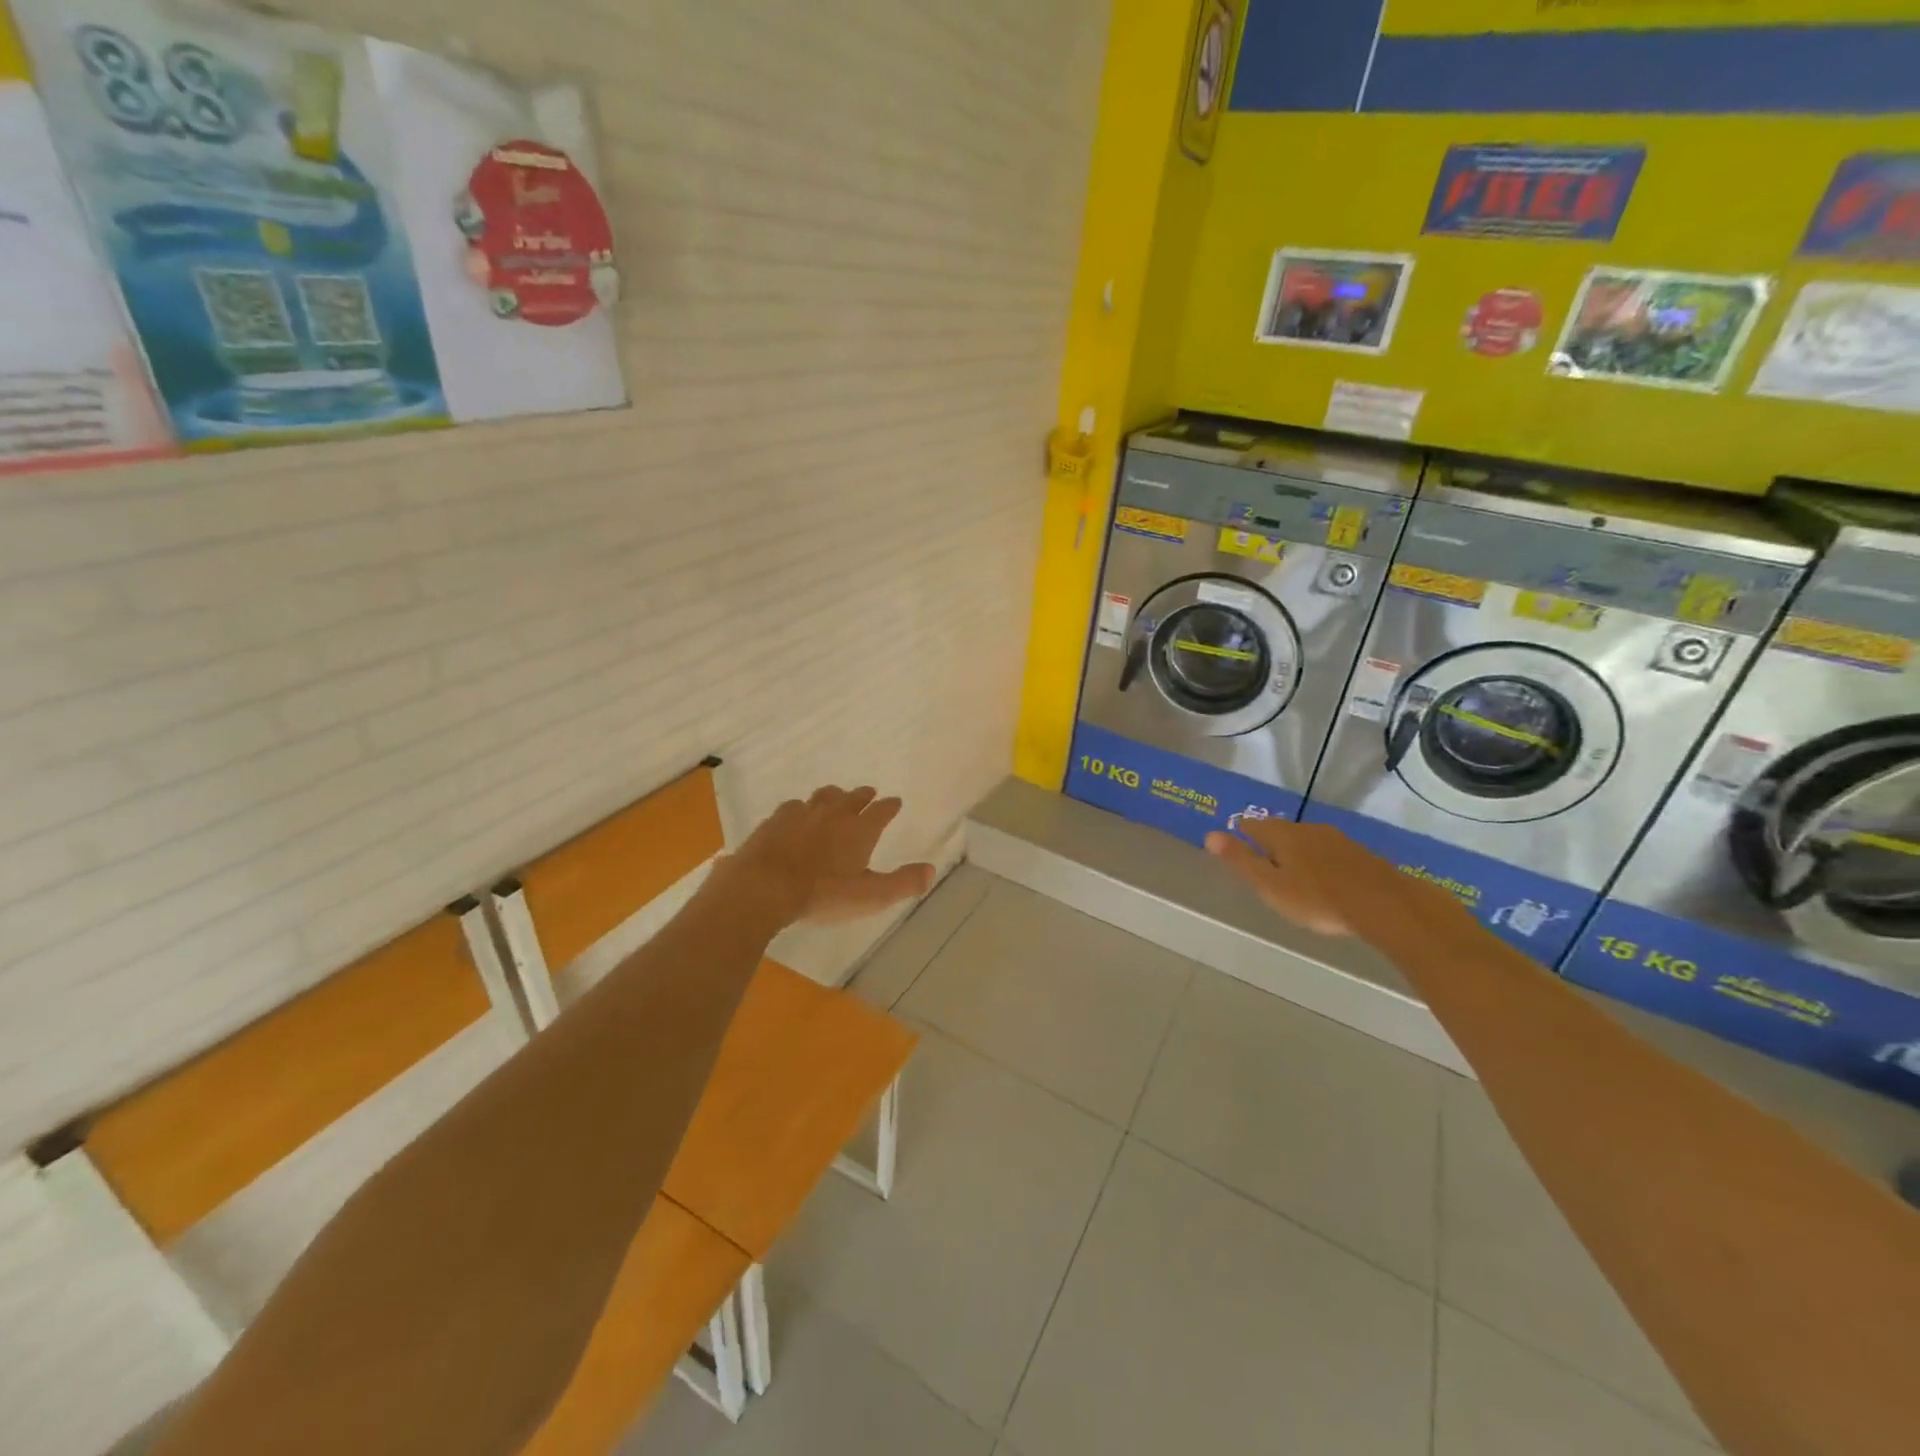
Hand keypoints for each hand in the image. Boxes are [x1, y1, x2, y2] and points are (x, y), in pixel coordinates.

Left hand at [721, 786, 935, 926]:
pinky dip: (802, 808)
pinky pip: (794, 806)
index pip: (882, 810)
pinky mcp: (776, 820)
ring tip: (836, 797)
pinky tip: (797, 814)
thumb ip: (902, 883)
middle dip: (864, 795)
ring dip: (834, 796)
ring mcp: (803, 813)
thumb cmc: (823, 894)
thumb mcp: (870, 896)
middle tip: (870, 793)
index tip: (895, 802)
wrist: (764, 887)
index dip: (890, 806)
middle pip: (853, 797)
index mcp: (860, 829)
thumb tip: (931, 870)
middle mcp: (834, 814)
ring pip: (824, 796)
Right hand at [1204, 818, 1468, 942]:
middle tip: (1262, 858)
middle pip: (1280, 830)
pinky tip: (1323, 876)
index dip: (1241, 833)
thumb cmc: (1317, 899)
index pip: (1253, 826)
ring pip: (1306, 840)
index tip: (1235, 841)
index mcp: (1281, 836)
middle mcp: (1307, 830)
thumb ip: (1241, 860)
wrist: (1384, 905)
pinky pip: (1328, 851)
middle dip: (1269, 841)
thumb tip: (1210, 834)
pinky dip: (1319, 860)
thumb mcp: (1270, 885)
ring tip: (1291, 869)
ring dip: (1295, 850)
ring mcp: (1336, 840)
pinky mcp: (1358, 854)